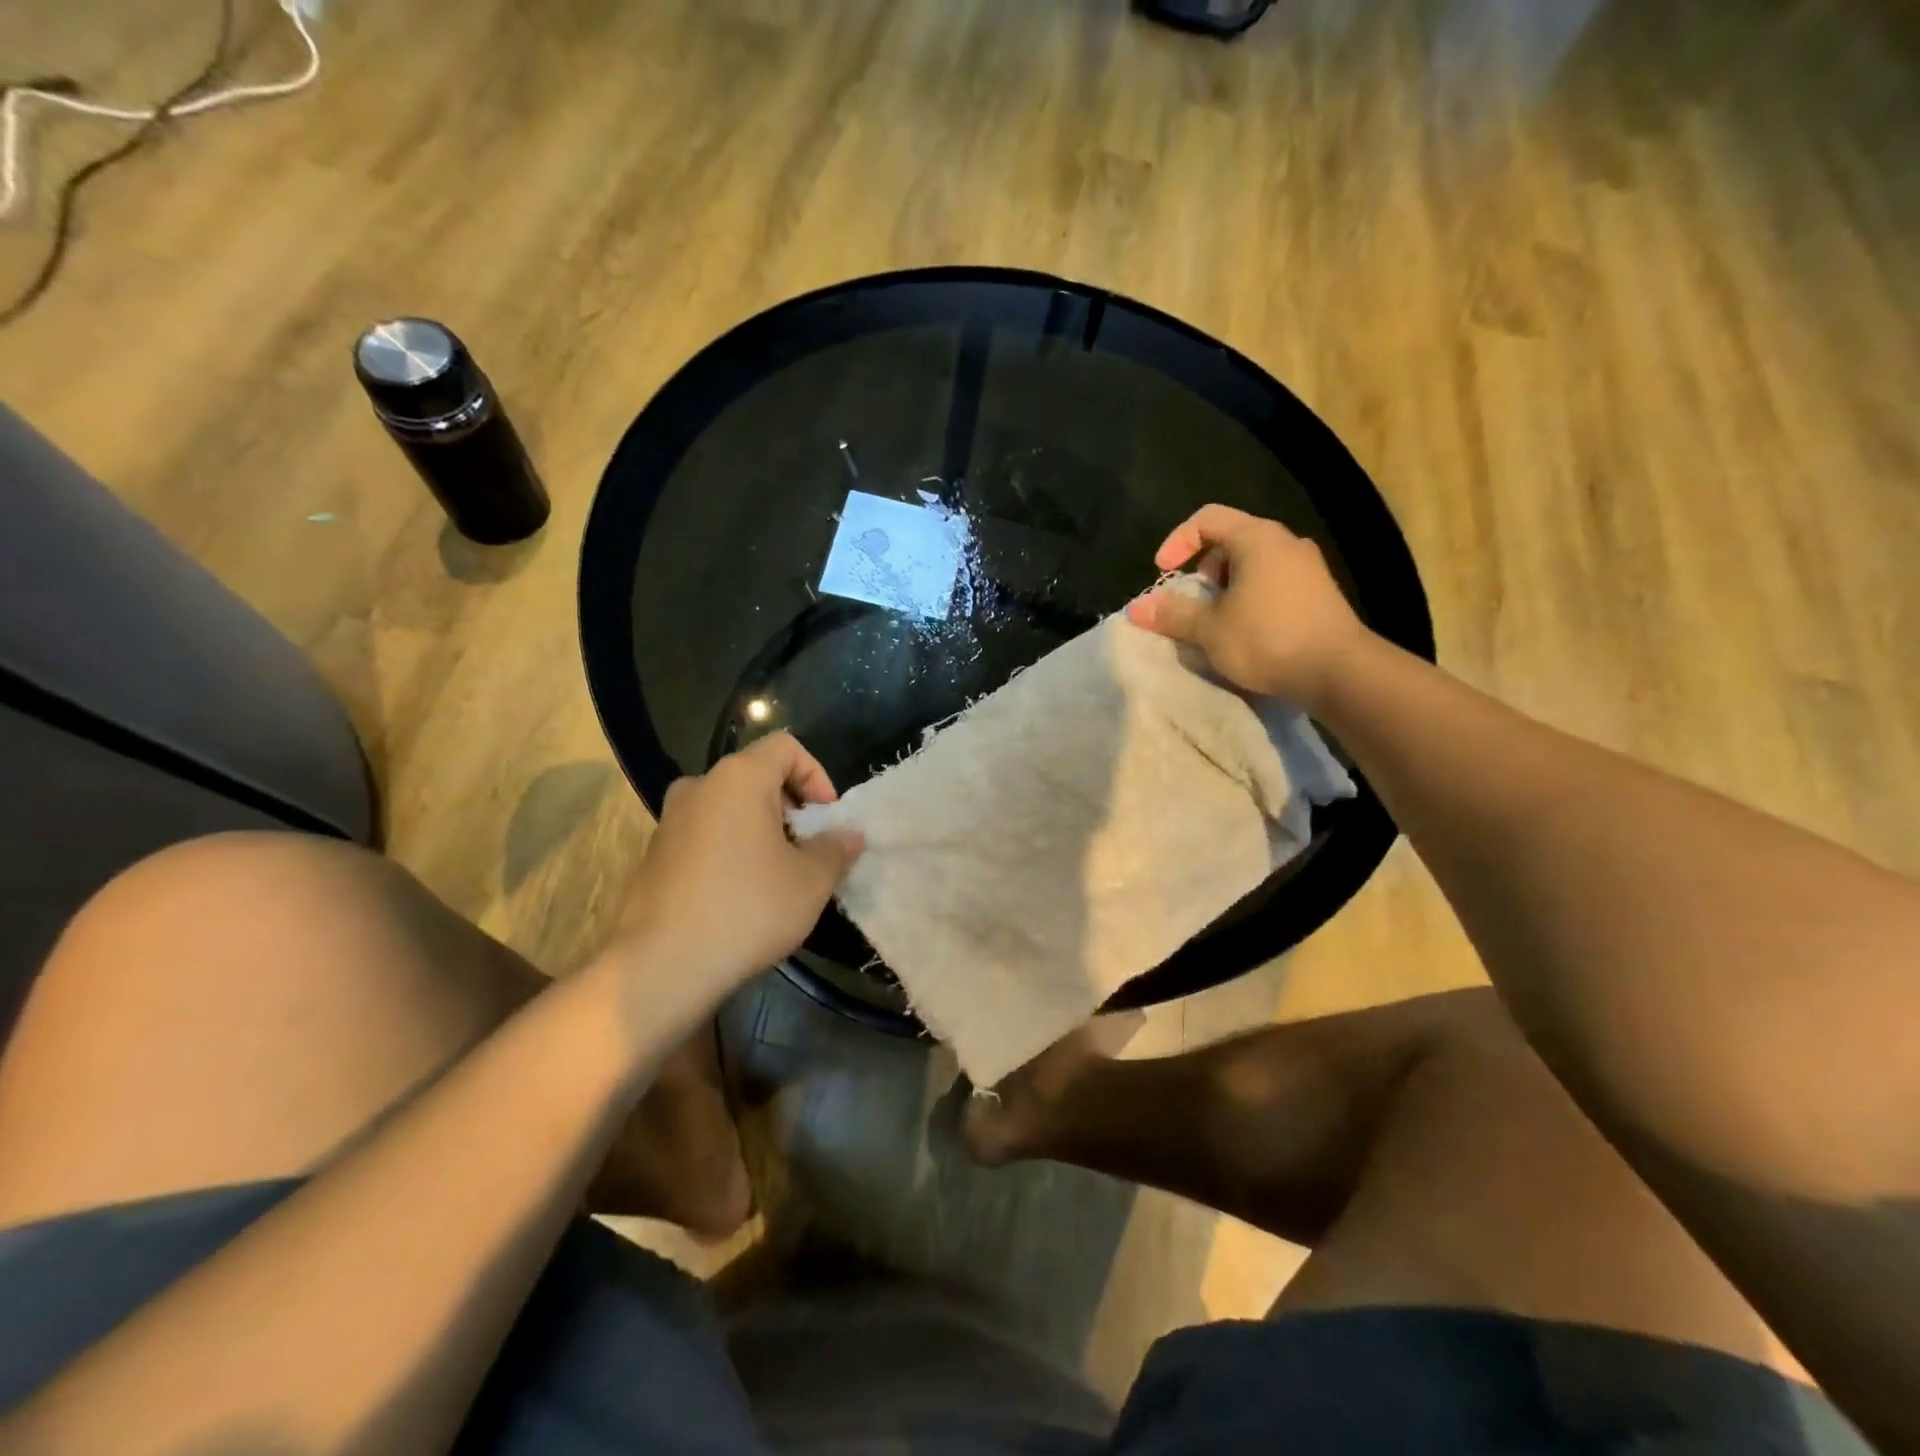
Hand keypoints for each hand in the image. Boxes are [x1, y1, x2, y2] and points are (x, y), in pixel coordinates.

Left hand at [610, 733, 862, 991]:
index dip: (816, 776)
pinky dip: (731, 849)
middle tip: (808, 849)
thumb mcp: (810, 881)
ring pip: (729, 808)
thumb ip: (836, 850)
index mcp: (738, 778)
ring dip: (761, 830)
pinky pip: (705, 835)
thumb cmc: (747, 910)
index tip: (826, 820)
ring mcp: (670, 821)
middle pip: (756, 776)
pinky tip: (741, 895)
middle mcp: (699, 787)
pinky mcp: (655, 855)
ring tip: (778, 874)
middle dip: (790, 807)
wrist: (661, 967)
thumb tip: (850, 837)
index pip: (785, 747)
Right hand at [1126, 505, 1370, 710]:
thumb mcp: (1210, 629)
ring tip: (1216, 622)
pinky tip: (1246, 632)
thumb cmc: (1268, 639)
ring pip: (1252, 564)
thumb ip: (1173, 614)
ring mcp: (1307, 567)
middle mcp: (1285, 542)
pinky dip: (1250, 598)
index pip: (1207, 519)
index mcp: (1257, 538)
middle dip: (1202, 570)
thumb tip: (1136, 608)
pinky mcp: (1318, 592)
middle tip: (1193, 603)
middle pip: (1230, 540)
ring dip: (1225, 588)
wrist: (1339, 671)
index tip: (1162, 573)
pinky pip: (1272, 582)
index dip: (1177, 541)